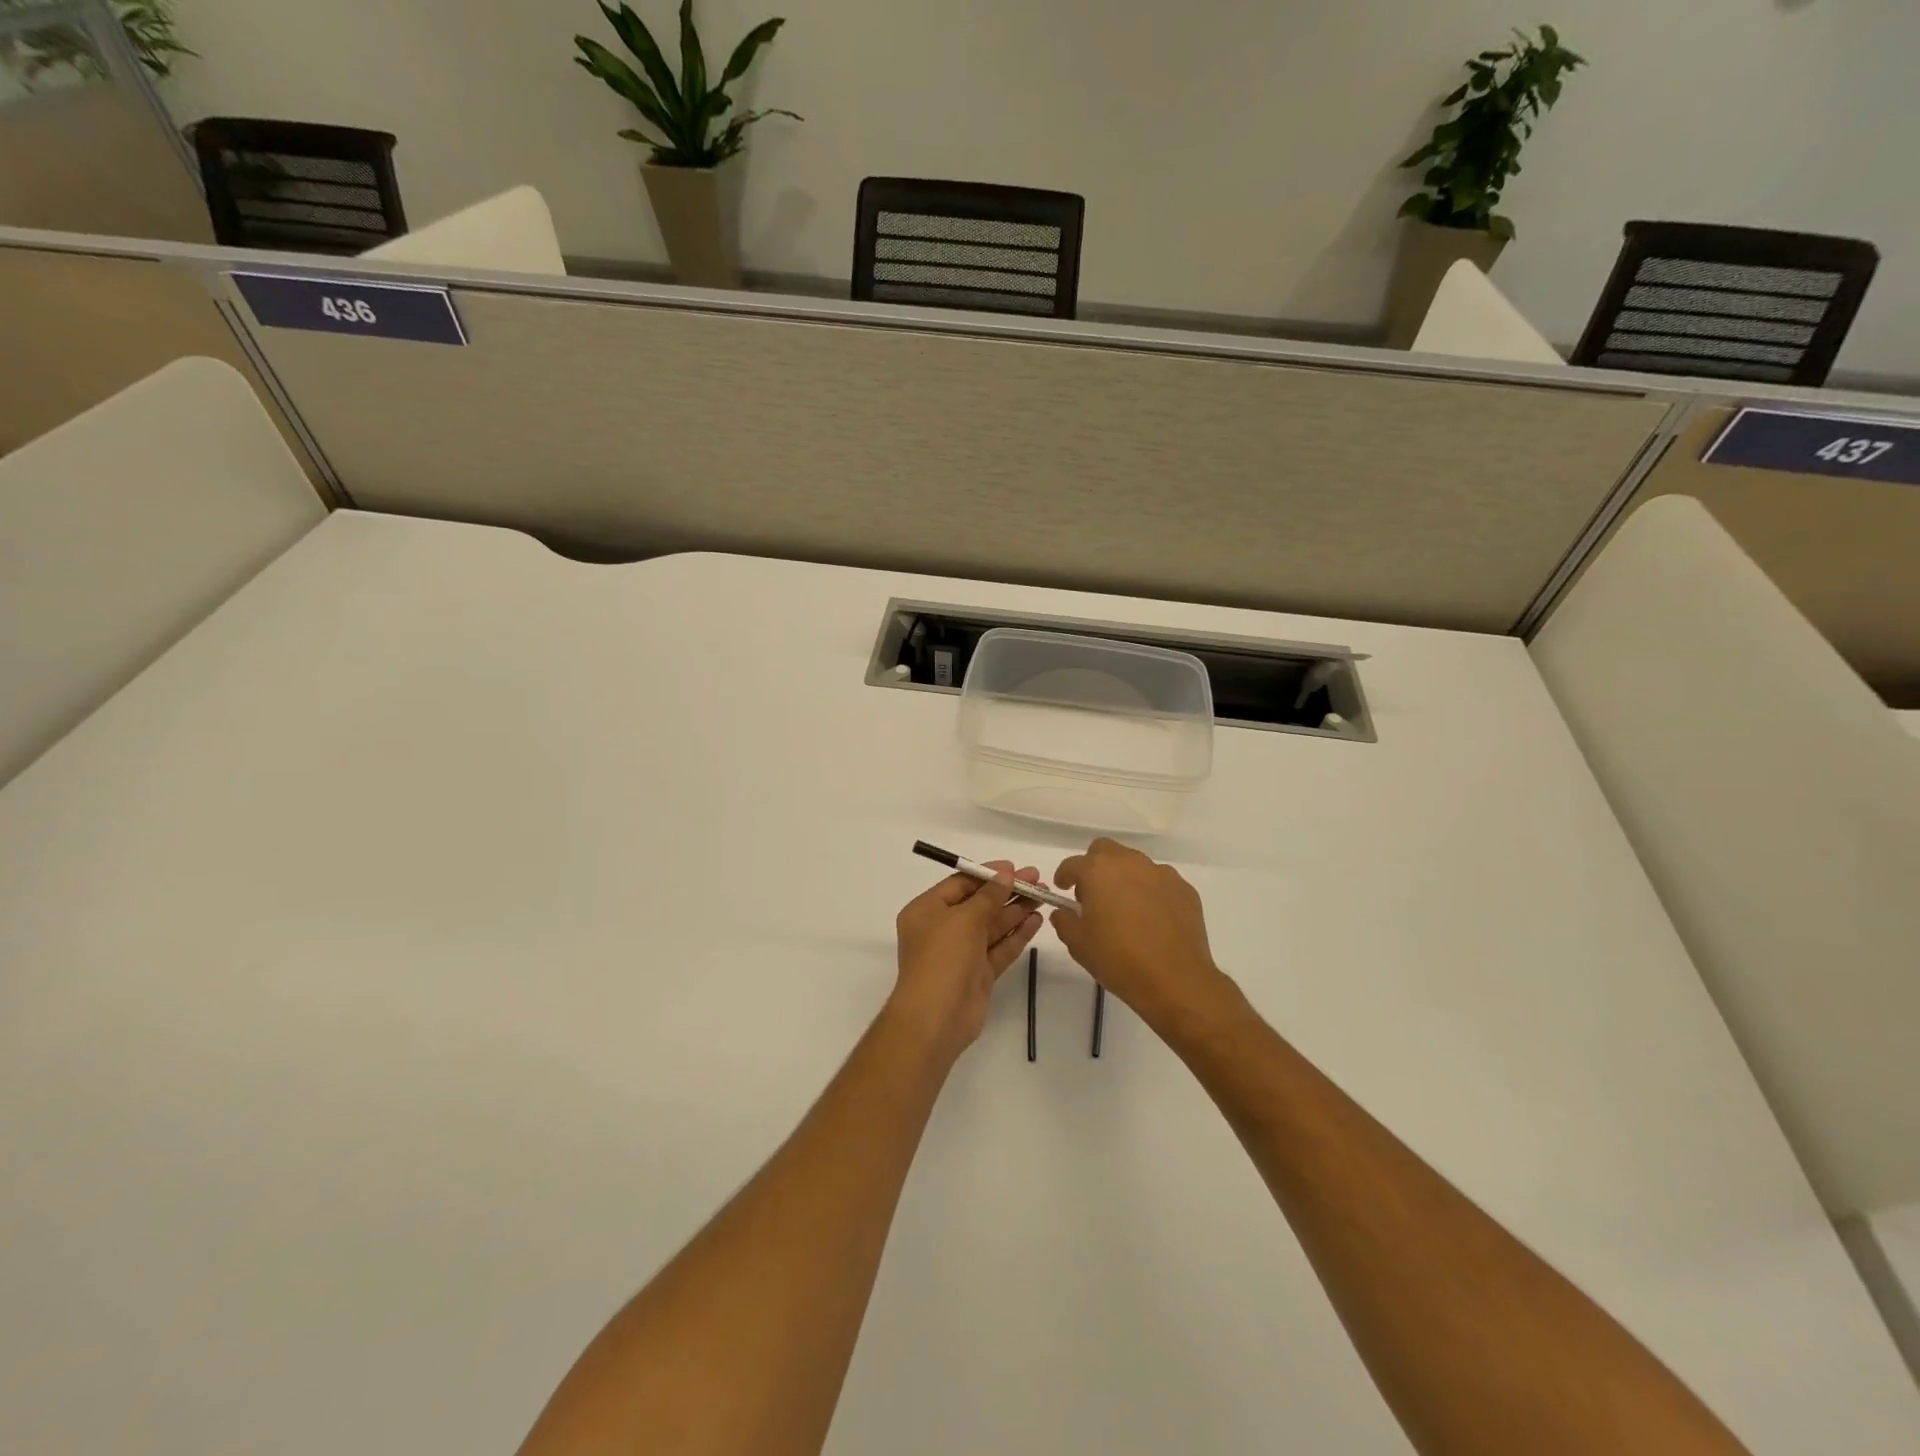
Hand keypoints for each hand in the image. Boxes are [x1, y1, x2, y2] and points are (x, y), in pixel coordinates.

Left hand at [891, 862, 1042, 1059]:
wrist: (936, 1018)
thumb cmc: (943, 958)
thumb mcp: (964, 919)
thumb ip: (988, 896)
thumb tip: (1005, 876)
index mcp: (927, 911)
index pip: (960, 884)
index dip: (987, 874)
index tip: (1015, 868)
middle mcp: (942, 929)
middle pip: (978, 904)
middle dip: (1007, 892)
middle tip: (1037, 880)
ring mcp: (961, 953)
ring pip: (992, 926)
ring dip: (1016, 911)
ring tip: (1043, 896)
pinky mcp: (978, 974)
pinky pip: (999, 948)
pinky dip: (1016, 935)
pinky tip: (1036, 921)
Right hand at [1051, 839, 1229, 1031]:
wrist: (1175, 980)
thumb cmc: (1118, 959)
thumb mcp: (1078, 944)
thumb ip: (1064, 921)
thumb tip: (1064, 912)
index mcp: (1098, 871)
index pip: (1072, 864)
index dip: (1064, 876)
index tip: (1063, 889)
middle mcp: (1129, 862)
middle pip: (1105, 851)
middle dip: (1095, 867)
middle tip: (1094, 895)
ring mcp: (1160, 873)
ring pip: (1134, 864)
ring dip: (1124, 878)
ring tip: (1125, 908)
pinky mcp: (1184, 889)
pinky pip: (1159, 882)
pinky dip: (1150, 892)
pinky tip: (1152, 918)